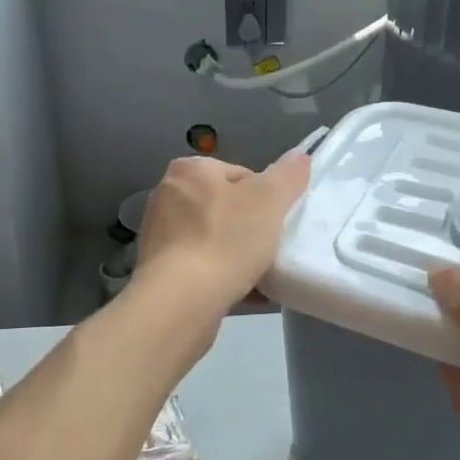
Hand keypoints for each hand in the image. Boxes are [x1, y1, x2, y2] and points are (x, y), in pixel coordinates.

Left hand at [134, 153, 311, 313]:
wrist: (181, 302)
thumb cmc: (225, 241)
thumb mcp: (269, 200)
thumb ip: (287, 176)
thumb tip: (300, 157)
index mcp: (190, 170)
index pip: (241, 174)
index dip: (266, 198)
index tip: (276, 222)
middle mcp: (167, 196)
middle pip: (226, 207)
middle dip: (251, 228)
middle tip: (271, 248)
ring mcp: (160, 236)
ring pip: (214, 239)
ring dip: (238, 255)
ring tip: (262, 275)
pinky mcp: (159, 271)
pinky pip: (201, 267)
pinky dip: (222, 276)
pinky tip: (245, 293)